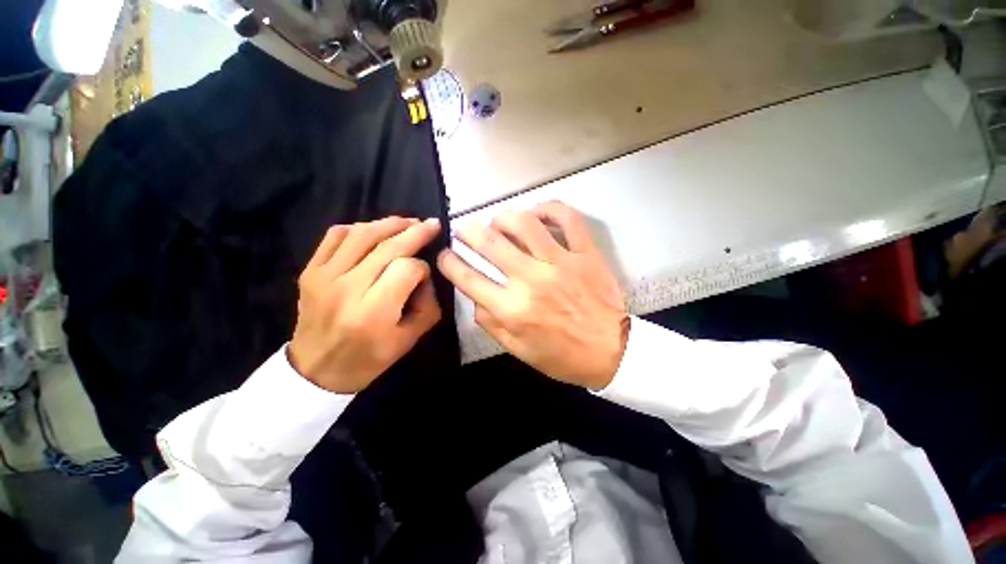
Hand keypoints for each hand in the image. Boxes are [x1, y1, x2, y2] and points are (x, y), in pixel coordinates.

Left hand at [290, 217, 442, 393]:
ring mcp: (324, 276)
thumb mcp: (410, 340)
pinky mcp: (310, 271)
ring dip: (390, 223)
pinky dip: (358, 227)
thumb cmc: (368, 359)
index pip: (406, 269)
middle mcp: (347, 288)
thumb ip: (427, 306)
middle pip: (387, 246)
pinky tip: (374, 231)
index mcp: (373, 312)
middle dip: (415, 232)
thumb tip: (425, 275)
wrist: (316, 370)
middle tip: (432, 224)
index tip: (425, 275)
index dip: (422, 268)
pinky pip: (335, 236)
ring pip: (362, 234)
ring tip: (408, 222)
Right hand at [437, 202, 628, 389]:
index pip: (468, 278)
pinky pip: (567, 218)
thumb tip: (474, 295)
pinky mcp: (586, 253)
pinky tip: (537, 213)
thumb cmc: (561, 355)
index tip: (444, 254)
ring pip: (524, 223)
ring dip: (502, 217)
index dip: (448, 262)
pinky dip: (549, 208)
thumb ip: (490, 322)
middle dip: (467, 231)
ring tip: (497, 222)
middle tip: (464, 230)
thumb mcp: (518, 350)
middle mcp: (532, 280)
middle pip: (489, 243)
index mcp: (512, 309)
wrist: (611, 351)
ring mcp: (561, 263)